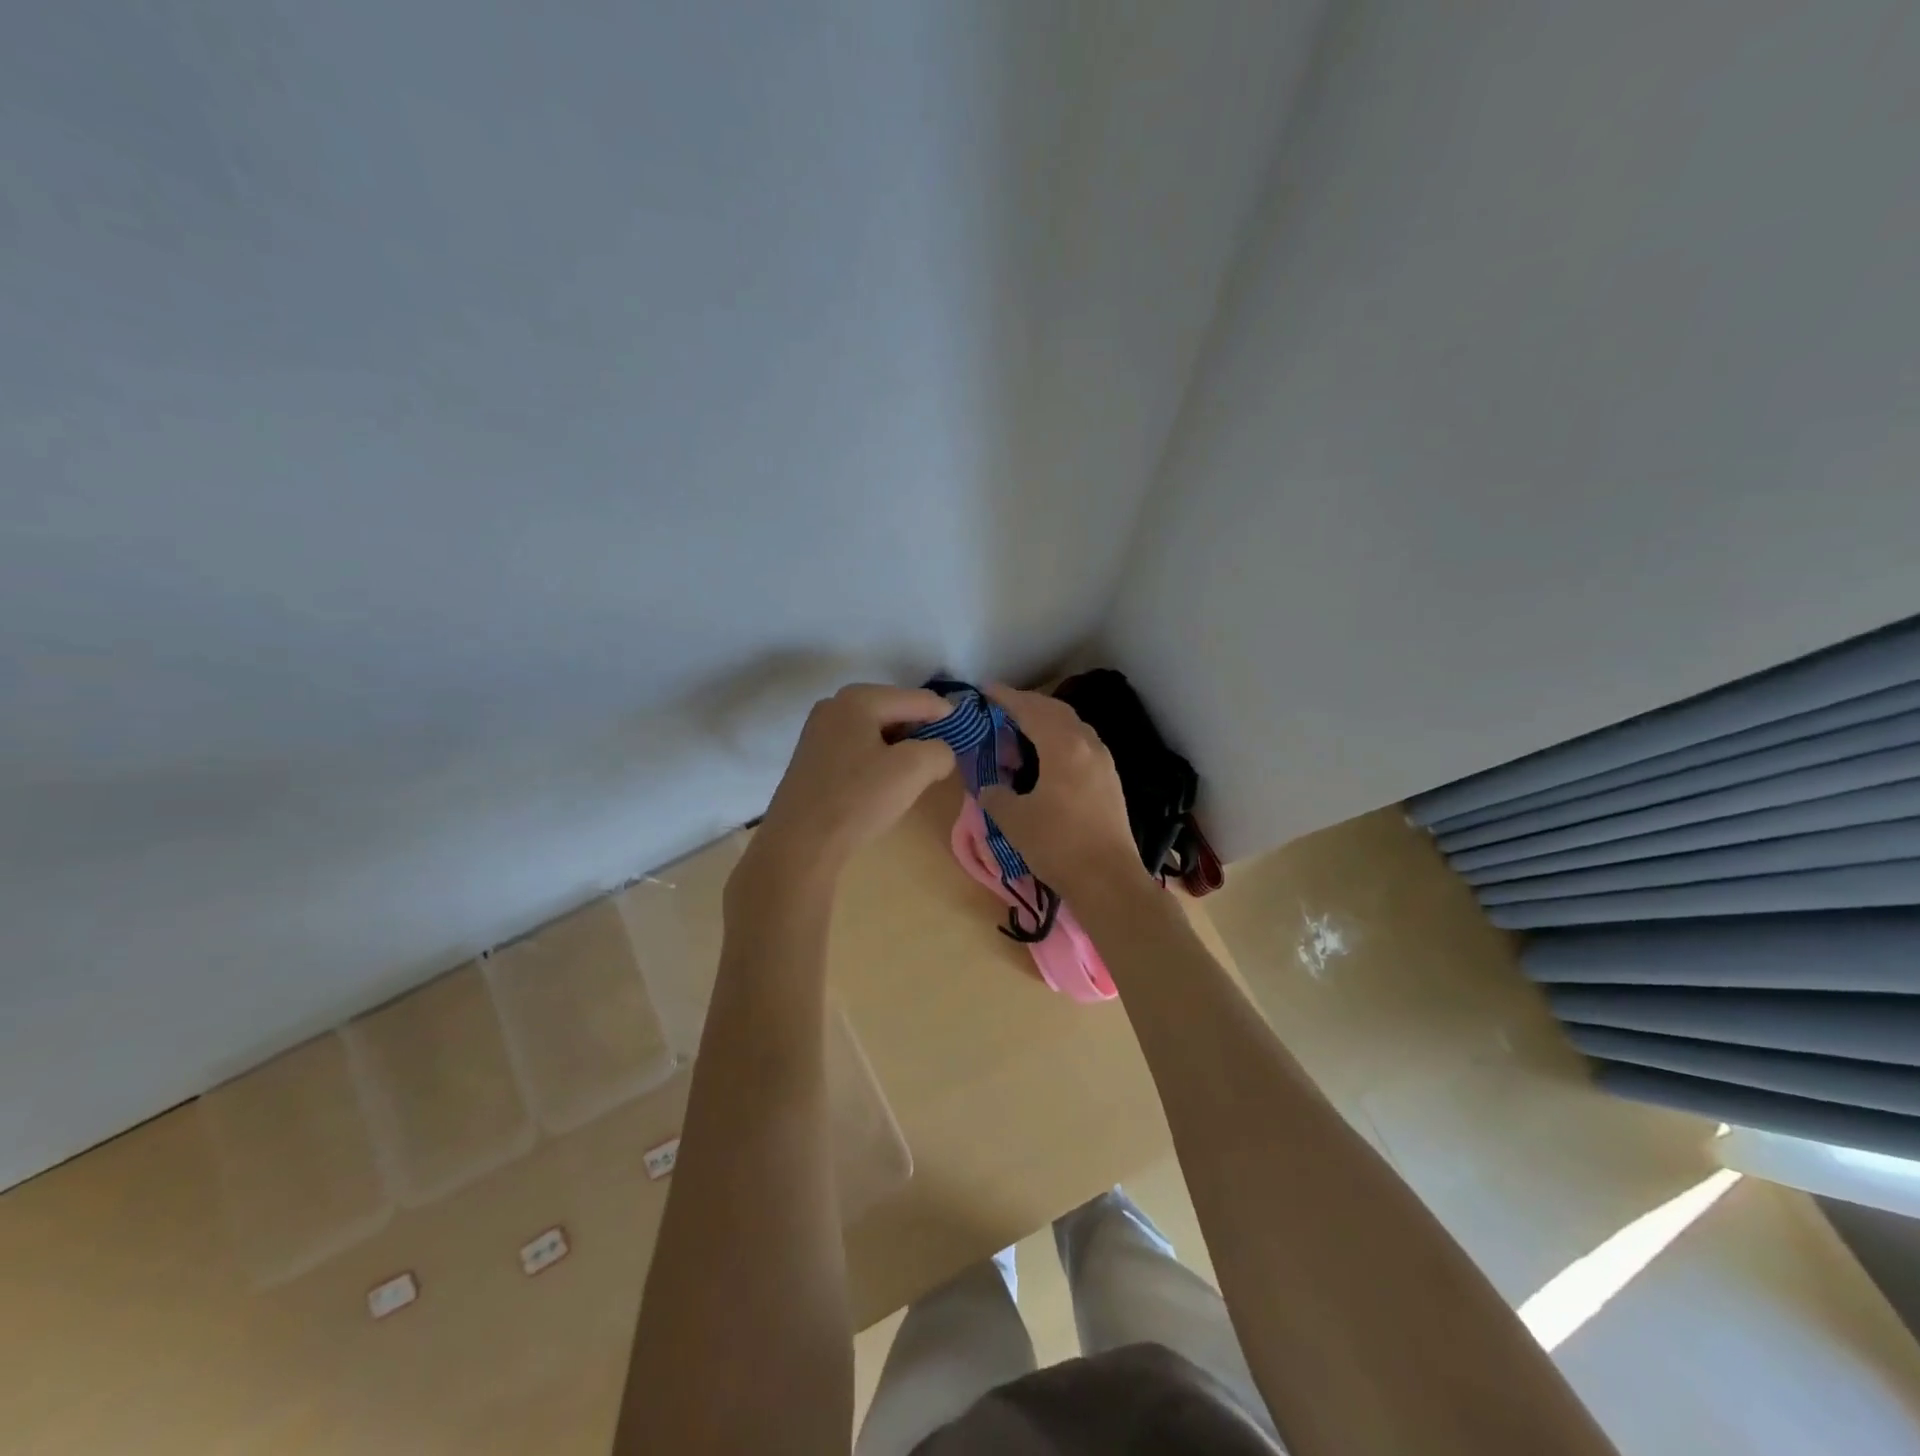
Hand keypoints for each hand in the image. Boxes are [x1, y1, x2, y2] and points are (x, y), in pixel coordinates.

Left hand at [740, 684, 957, 892]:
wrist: (799, 845)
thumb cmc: (858, 800)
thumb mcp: (913, 770)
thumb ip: (940, 750)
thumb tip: (939, 753)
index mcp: (859, 698)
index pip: (920, 699)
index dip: (948, 719)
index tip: (966, 742)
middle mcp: (834, 705)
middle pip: (896, 711)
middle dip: (921, 734)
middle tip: (937, 764)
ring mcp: (818, 731)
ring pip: (876, 731)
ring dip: (899, 750)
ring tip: (911, 779)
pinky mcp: (811, 758)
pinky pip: (857, 748)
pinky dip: (877, 761)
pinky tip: (880, 787)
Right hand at [978, 685, 1146, 903]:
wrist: (1108, 881)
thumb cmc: (1058, 845)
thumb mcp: (1015, 820)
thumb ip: (997, 796)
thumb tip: (990, 788)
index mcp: (1064, 747)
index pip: (1031, 710)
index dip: (1007, 698)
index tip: (986, 691)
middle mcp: (1088, 746)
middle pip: (1056, 712)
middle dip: (1029, 705)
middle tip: (1002, 709)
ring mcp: (1104, 763)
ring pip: (1073, 728)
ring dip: (1047, 723)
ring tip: (1022, 733)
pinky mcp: (1110, 782)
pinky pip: (1082, 746)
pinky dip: (1060, 741)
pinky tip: (1047, 759)